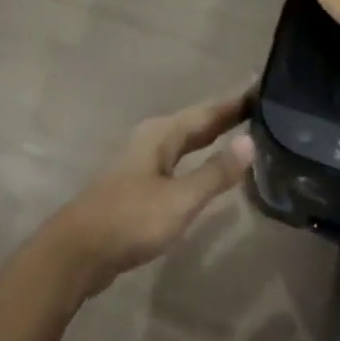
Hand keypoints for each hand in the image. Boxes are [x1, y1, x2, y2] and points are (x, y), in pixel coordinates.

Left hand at [43, 86, 256, 300]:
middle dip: (225, 116)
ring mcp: (141, 160)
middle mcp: (151, 139)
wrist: (76, 252)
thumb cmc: (130, 220)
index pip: (208, 112)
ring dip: (211, 136)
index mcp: (162, 134)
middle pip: (195, 123)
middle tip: (261, 108)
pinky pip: (177, 159)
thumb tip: (250, 140)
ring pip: (185, 141)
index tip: (263, 87)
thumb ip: (215, 172)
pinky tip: (206, 168)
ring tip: (241, 133)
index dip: (235, 102)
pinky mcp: (137, 183)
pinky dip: (197, 157)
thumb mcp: (179, 199)